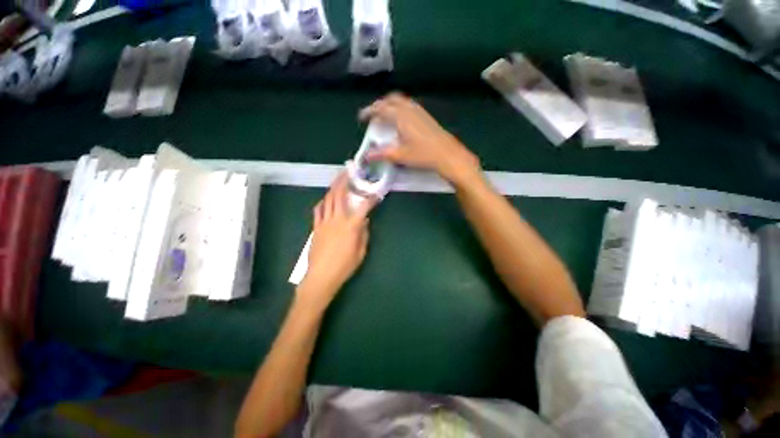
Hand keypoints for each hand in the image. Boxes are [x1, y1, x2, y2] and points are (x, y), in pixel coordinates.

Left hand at [301, 173, 375, 304]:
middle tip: (348, 172)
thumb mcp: (360, 252)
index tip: (376, 193)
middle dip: (344, 181)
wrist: (321, 276)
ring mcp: (324, 222)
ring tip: (337, 180)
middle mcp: (337, 219)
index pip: (363, 207)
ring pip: (328, 199)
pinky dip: (323, 202)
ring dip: (333, 188)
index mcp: (351, 226)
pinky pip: (318, 210)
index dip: (371, 199)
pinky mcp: (316, 227)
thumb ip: (364, 234)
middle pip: (340, 195)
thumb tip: (365, 221)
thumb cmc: (344, 266)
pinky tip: (325, 199)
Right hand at [359, 93, 481, 186]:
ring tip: (386, 116)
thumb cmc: (422, 155)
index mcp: (400, 116)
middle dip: (380, 104)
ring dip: (391, 105)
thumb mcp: (399, 156)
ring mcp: (420, 111)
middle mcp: (409, 109)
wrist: (447, 154)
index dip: (369, 111)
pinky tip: (402, 121)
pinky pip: (409, 106)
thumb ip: (381, 154)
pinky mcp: (426, 116)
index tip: (361, 117)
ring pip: (401, 101)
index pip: (381, 108)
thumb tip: (366, 156)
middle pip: (391, 99)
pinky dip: (400, 108)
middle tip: (373, 115)